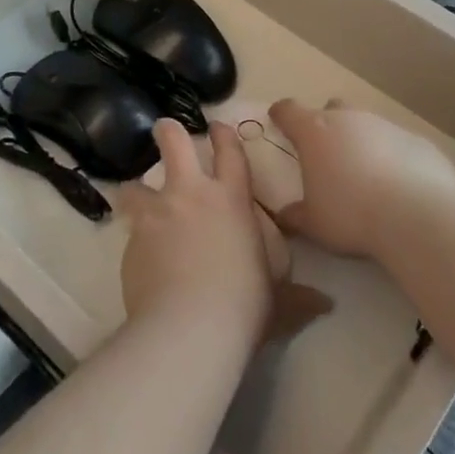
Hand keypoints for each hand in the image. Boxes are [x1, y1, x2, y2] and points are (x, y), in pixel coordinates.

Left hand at [118, 119, 330, 345]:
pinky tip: (138, 257)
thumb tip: (324, 304)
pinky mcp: (132, 240)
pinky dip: (133, 238)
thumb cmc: (245, 305)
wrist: (190, 326)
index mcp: (232, 200)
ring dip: (136, 190)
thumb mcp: (279, 299)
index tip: (216, 127)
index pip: (230, 153)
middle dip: (168, 132)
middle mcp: (191, 195)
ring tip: (134, 198)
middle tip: (164, 130)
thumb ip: (298, 297)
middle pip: (174, 142)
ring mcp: (157, 214)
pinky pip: (130, 230)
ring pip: (136, 185)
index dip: (223, 135)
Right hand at [267, 99, 454, 259]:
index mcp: (314, 131)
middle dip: (328, 126)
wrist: (416, 216)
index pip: (288, 110)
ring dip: (364, 143)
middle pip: (333, 109)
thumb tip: (284, 216)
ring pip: (369, 126)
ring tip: (368, 177)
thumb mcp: (313, 223)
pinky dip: (396, 159)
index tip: (279, 121)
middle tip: (328, 155)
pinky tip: (401, 187)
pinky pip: (401, 146)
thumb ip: (295, 215)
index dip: (282, 115)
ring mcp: (387, 126)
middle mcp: (349, 119)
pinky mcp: (419, 142)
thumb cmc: (350, 214)